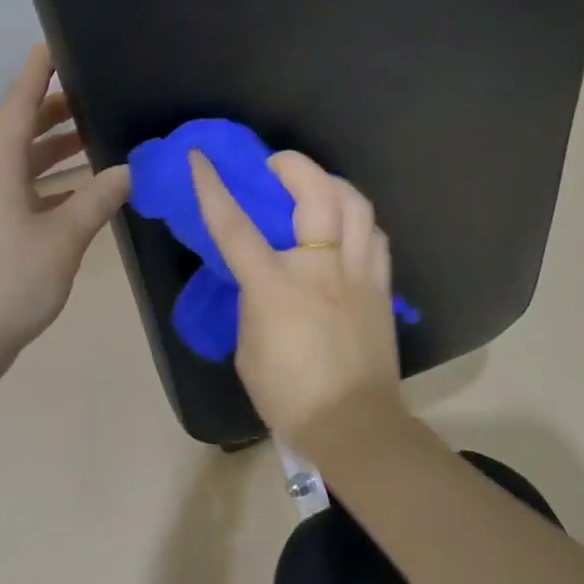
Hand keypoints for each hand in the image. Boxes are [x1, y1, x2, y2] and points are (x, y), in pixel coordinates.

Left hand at [0, 46, 129, 375]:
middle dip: (57, 111)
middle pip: (22, 130)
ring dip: (56, 150)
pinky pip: (21, 189)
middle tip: (97, 97)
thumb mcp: (63, 238)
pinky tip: (81, 192)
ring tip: (96, 139)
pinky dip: (51, 182)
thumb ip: (98, 199)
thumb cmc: (8, 282)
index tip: (57, 43)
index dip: (39, 72)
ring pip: (22, 162)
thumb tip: (128, 171)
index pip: (21, 103)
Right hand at [189, 148, 402, 439]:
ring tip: (317, 187)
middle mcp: (321, 268)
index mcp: (276, 287)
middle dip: (294, 165)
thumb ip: (253, 303)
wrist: (354, 425)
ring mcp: (358, 273)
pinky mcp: (382, 286)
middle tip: (277, 165)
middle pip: (317, 193)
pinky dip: (358, 220)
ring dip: (333, 184)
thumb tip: (261, 280)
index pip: (235, 226)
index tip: (201, 158)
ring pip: (356, 204)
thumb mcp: (249, 349)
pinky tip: (347, 226)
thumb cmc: (290, 396)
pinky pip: (375, 235)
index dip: (213, 188)